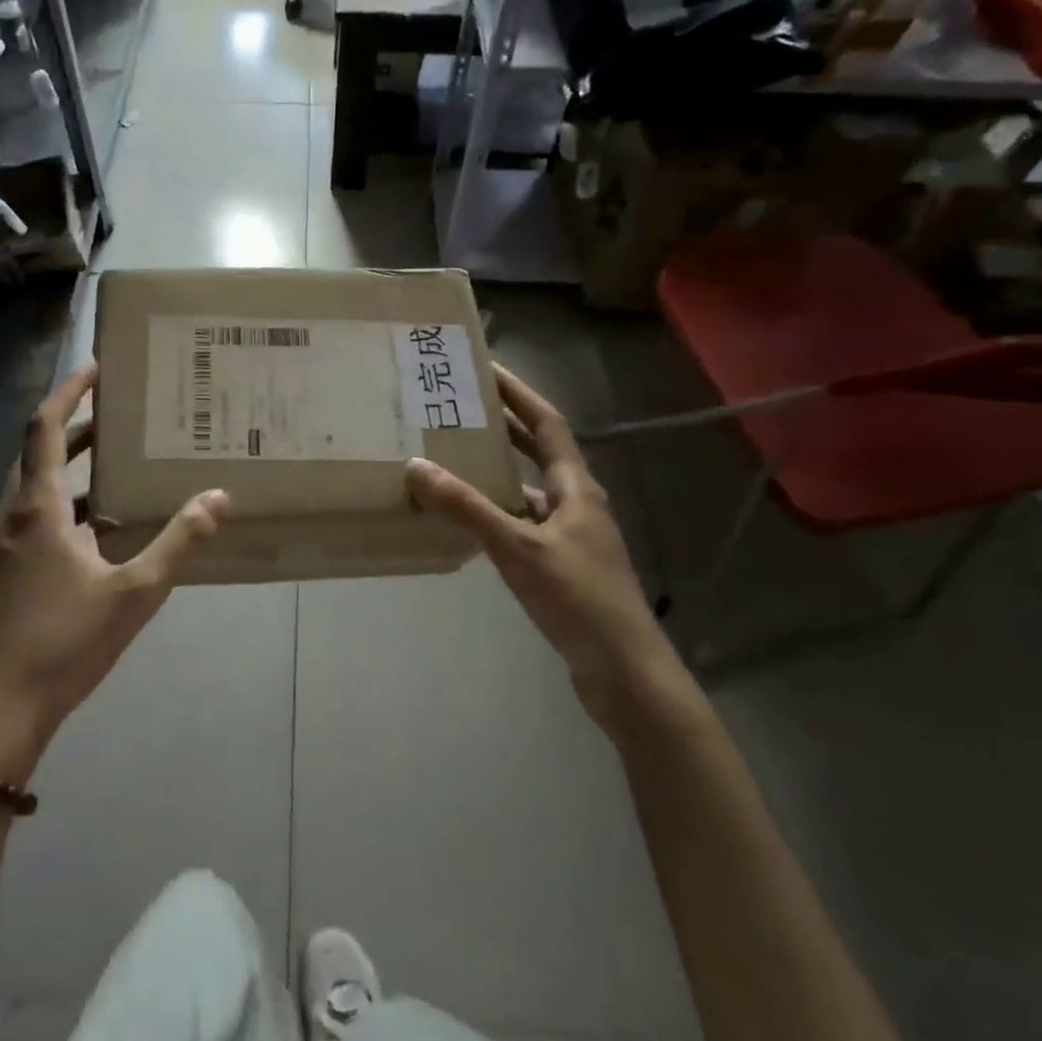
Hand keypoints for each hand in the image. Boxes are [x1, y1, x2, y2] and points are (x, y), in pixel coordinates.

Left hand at [0, 362, 230, 780]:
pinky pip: (27, 523)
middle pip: (38, 455)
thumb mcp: (134, 592)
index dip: (68, 391)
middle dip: (77, 430)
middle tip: (119, 417)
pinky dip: (58, 510)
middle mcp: (8, 518)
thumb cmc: (63, 644)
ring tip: (114, 470)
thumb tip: (219, 496)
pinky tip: (91, 537)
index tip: (95, 367)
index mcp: (37, 509)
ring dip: (69, 473)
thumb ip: (178, 541)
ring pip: (32, 492)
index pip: (45, 428)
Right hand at [406, 364, 691, 736]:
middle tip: (459, 407)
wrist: (624, 672)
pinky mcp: (561, 563)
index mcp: (576, 487)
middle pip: (537, 450)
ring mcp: (570, 535)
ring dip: (496, 470)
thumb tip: (416, 466)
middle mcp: (575, 502)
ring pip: (528, 488)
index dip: (518, 393)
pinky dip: (495, 511)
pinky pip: (521, 521)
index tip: (486, 368)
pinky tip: (467, 519)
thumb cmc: (578, 599)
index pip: (545, 423)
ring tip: (452, 455)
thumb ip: (467, 508)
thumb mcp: (517, 549)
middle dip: (502, 425)